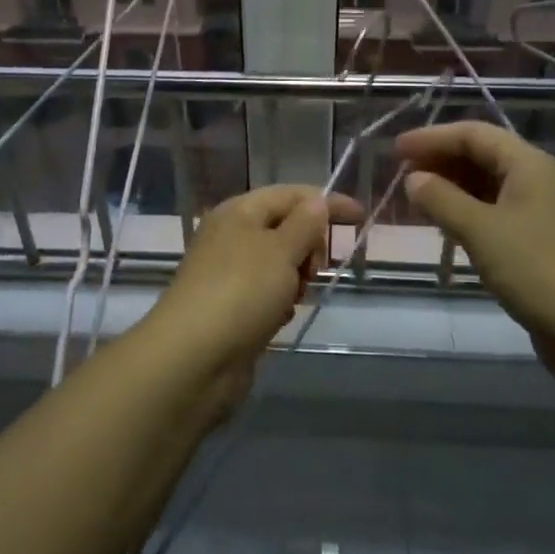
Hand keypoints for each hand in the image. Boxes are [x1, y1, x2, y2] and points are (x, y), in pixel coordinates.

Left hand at [139, 185, 362, 411]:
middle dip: (308, 245)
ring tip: (295, 297)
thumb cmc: (241, 292)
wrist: (194, 358)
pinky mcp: (229, 307)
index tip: (360, 217)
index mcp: (239, 211)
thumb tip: (317, 201)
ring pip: (278, 263)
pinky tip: (279, 318)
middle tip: (315, 268)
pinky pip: (266, 293)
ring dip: (295, 277)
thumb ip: (304, 224)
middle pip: (284, 227)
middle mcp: (230, 236)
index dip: (326, 202)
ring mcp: (227, 272)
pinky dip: (279, 301)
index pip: (290, 194)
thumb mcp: (281, 250)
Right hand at [397, 121, 554, 411]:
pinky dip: (467, 214)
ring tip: (416, 201)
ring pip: (488, 186)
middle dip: (440, 162)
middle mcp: (538, 179)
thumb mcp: (481, 231)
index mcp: (530, 164)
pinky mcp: (541, 242)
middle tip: (401, 175)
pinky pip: (496, 213)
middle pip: (482, 156)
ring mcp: (542, 212)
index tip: (395, 150)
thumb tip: (413, 178)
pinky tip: (446, 229)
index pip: (474, 134)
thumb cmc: (538, 270)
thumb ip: (441, 199)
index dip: (432, 138)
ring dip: (451, 189)